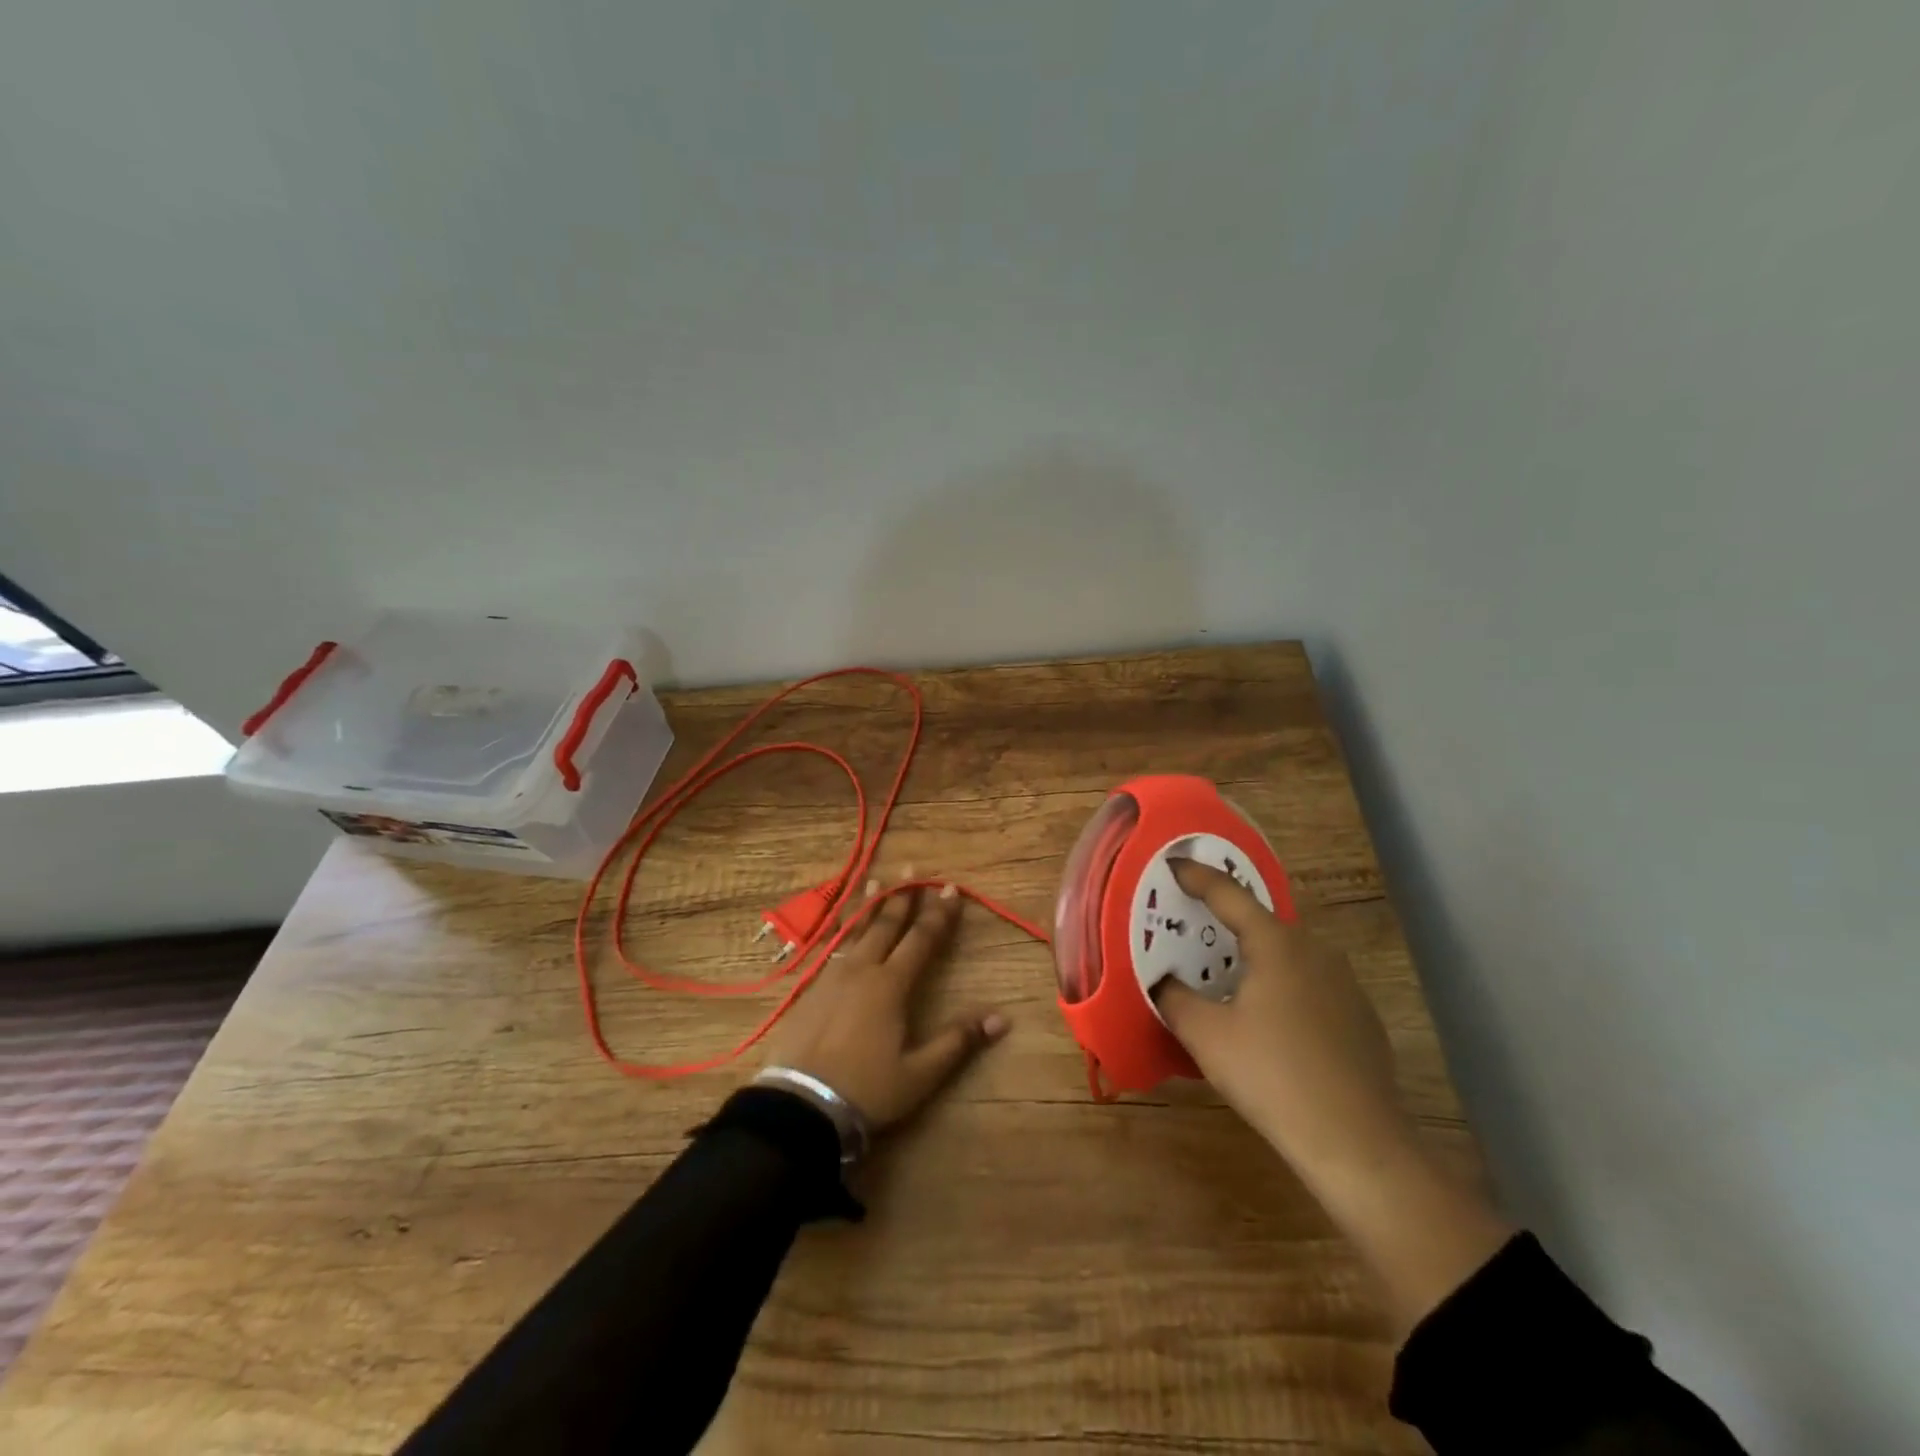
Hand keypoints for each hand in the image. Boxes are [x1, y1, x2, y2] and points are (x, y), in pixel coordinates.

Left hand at [759, 879, 1008, 1129]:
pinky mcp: (811, 988)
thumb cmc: (866, 1089)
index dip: (938, 914)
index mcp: (891, 985)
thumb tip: (1002, 1018)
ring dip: (870, 904)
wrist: (800, 1105)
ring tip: (876, 880)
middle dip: (903, 896)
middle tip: (912, 869)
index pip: (921, 940)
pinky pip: (833, 945)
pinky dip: (843, 927)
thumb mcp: (920, 1073)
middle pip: (886, 925)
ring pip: (855, 929)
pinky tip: (842, 925)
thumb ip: (958, 1041)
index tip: (950, 889)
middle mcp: (862, 969)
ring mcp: (833, 976)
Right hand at [1158, 860, 1513, 1332]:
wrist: (1357, 1143)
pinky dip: (1280, 985)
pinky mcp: (1359, 1017)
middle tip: (1193, 926)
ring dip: (1254, 956)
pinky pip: (1308, 983)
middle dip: (1225, 920)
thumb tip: (1164, 982)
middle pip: (1261, 922)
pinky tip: (1268, 1020)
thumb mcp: (1205, 1035)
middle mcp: (1314, 951)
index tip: (1173, 864)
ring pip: (1287, 954)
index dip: (1197, 876)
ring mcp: (1344, 983)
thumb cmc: (1272, 1076)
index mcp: (1277, 944)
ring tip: (1225, 974)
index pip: (1229, 894)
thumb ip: (1175, 998)